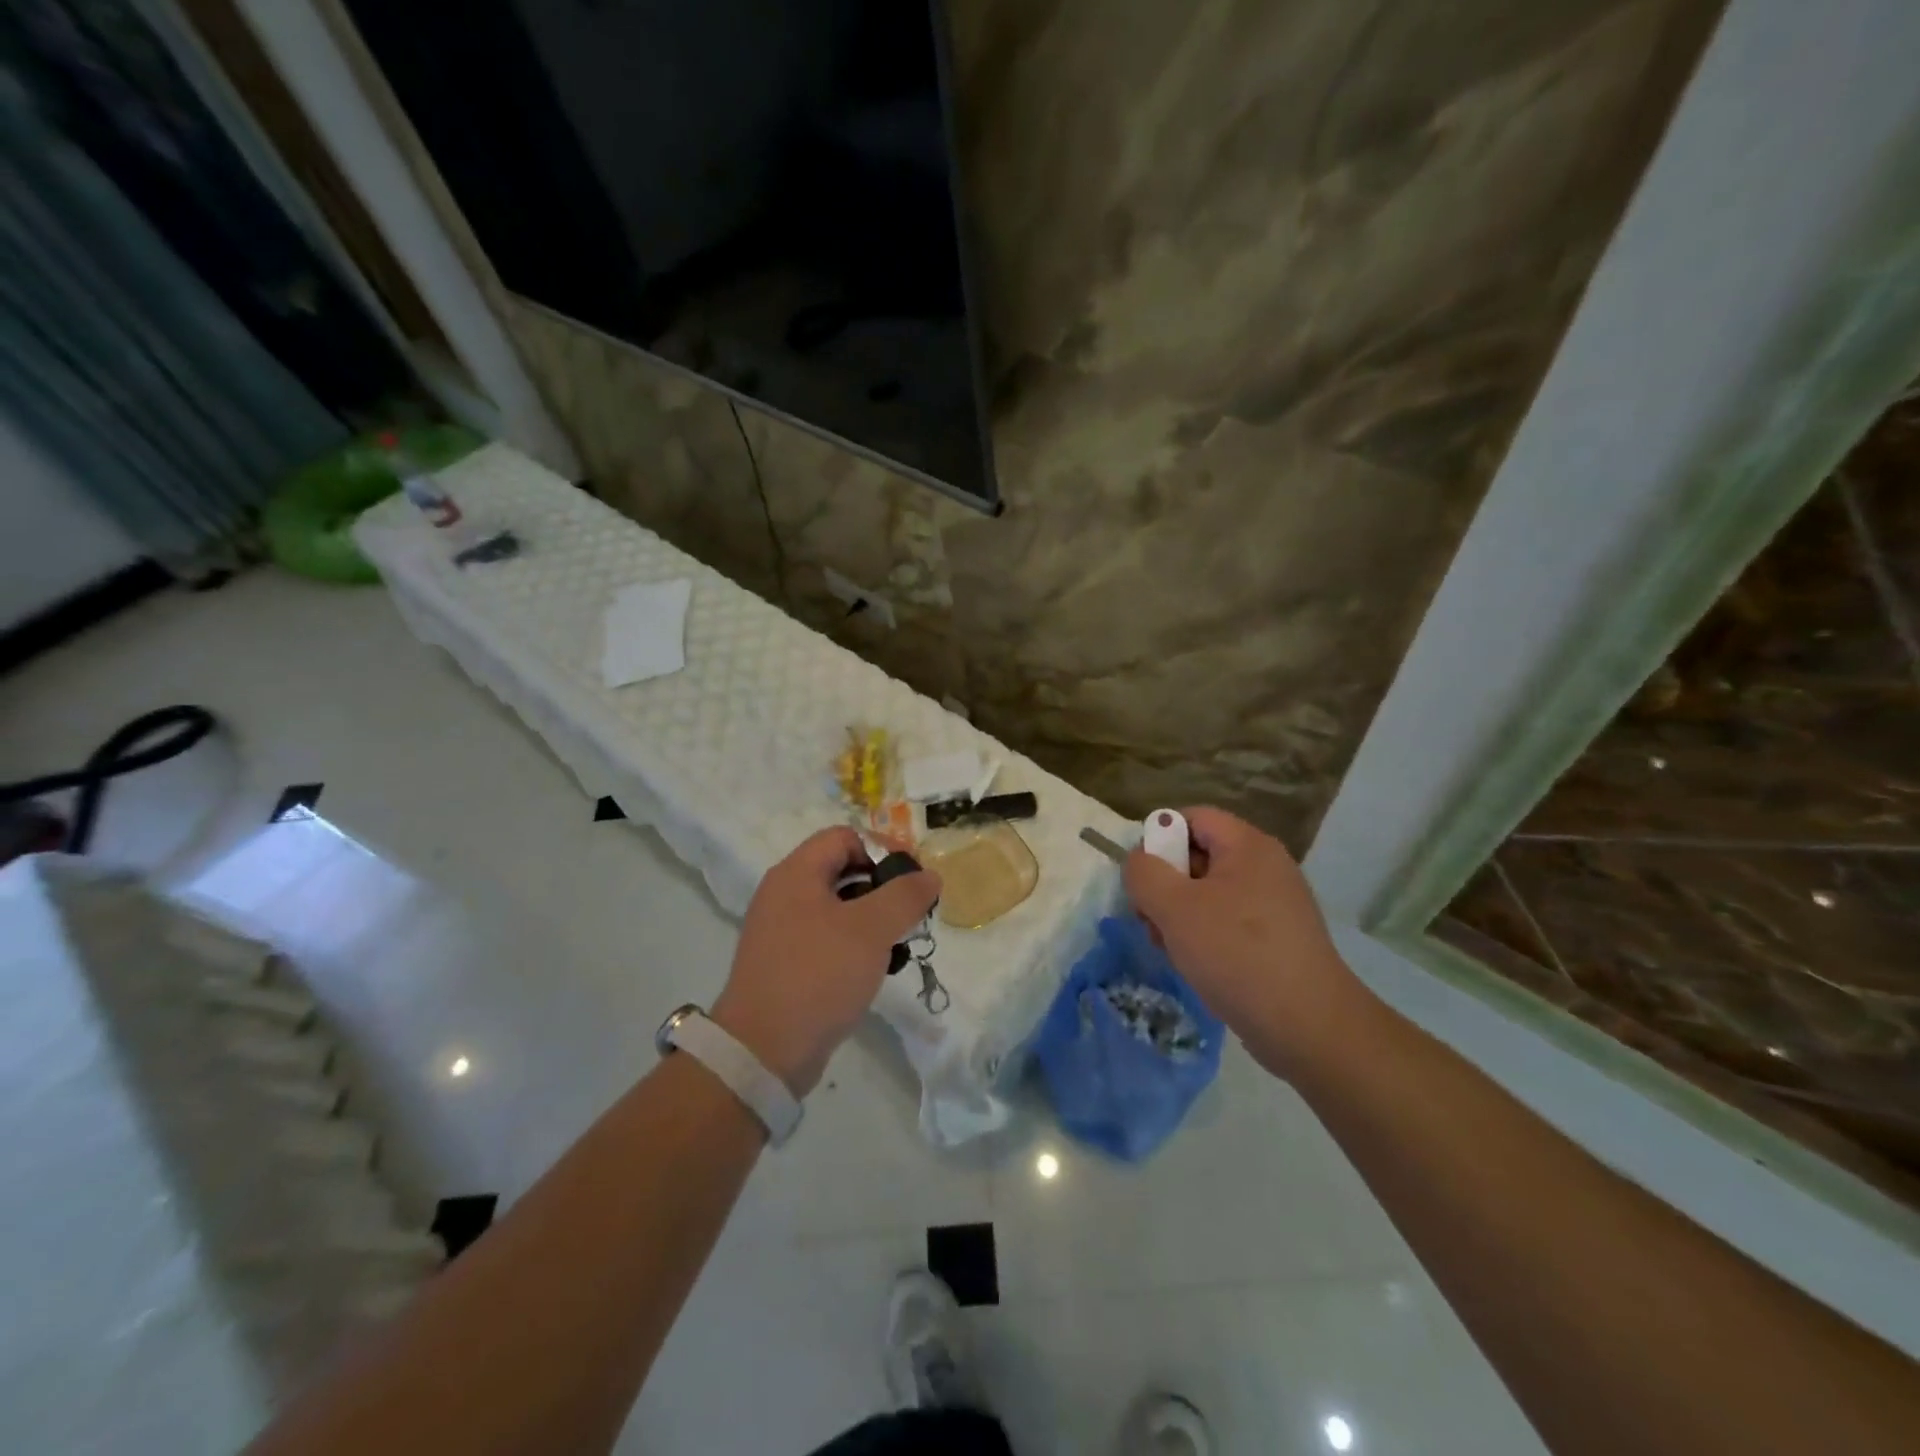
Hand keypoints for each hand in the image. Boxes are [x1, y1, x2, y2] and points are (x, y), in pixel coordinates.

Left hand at [712, 827, 940, 1096]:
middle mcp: (784, 894)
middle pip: (843, 870)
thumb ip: (905, 896)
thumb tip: (930, 876)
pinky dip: (853, 946)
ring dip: (871, 921)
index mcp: (796, 873)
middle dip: (882, 889)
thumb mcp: (871, 929)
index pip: (845, 837)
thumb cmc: (818, 975)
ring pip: (838, 908)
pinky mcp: (786, 963)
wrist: (764, 1051)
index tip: (911, 882)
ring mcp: (782, 930)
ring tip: (896, 947)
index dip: (882, 850)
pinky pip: (827, 938)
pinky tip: (872, 971)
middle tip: (908, 917)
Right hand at [1123, 807, 1375, 1078]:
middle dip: (1165, 884)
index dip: (1159, 837)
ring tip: (1169, 949)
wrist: (1308, 1027)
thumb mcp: (1175, 908)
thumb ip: (1145, 873)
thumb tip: (1139, 861)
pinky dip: (1203, 937)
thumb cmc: (1237, 954)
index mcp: (1248, 846)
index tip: (1142, 877)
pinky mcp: (1276, 939)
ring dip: (1178, 915)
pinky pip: (1227, 922)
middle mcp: (1265, 867)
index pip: (1192, 817)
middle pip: (1198, 855)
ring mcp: (1274, 905)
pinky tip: (1194, 965)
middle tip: (1149, 919)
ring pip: (1208, 893)